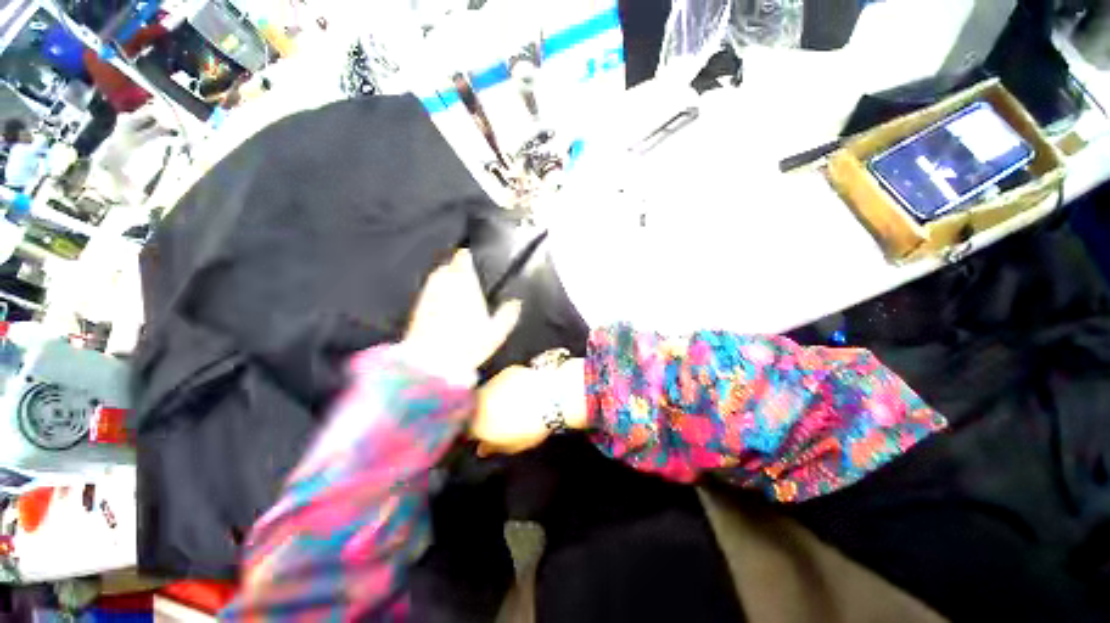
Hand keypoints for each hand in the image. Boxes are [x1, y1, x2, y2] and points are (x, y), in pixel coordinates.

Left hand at [404, 249, 520, 380]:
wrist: (432, 362)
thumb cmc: (467, 345)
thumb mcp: (496, 333)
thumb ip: (507, 315)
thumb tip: (516, 303)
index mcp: (465, 286)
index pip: (462, 261)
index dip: (465, 257)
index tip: (469, 255)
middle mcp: (444, 286)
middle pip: (448, 267)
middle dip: (455, 267)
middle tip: (463, 271)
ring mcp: (429, 296)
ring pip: (436, 278)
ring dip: (444, 277)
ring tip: (452, 284)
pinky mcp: (418, 308)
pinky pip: (427, 292)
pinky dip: (434, 292)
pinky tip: (440, 302)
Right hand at [472, 360, 586, 455]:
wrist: (550, 397)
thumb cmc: (532, 427)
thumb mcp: (513, 445)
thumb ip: (493, 447)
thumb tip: (482, 448)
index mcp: (477, 423)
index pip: (466, 430)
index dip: (475, 433)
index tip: (483, 434)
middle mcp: (479, 401)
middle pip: (474, 408)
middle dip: (482, 413)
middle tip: (499, 418)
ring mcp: (492, 383)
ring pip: (487, 393)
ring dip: (493, 398)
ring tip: (512, 404)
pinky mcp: (505, 372)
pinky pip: (500, 382)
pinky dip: (506, 387)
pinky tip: (520, 392)